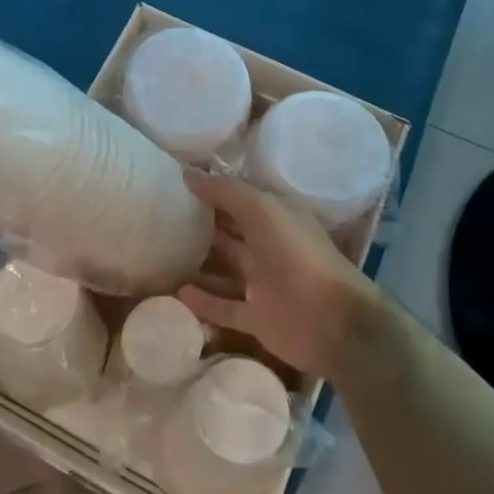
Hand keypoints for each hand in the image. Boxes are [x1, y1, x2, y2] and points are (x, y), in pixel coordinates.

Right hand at [178, 170, 382, 378]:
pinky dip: (202, 301)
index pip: (237, 198)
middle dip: (201, 223)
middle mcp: (267, 246)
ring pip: (224, 268)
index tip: (175, 183)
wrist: (332, 321)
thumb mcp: (262, 210)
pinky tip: (177, 292)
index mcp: (274, 216)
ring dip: (199, 261)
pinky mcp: (256, 318)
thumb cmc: (297, 254)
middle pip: (228, 231)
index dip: (210, 189)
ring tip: (162, 253)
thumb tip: (187, 173)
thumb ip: (226, 191)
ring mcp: (262, 283)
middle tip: (161, 215)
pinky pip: (223, 307)